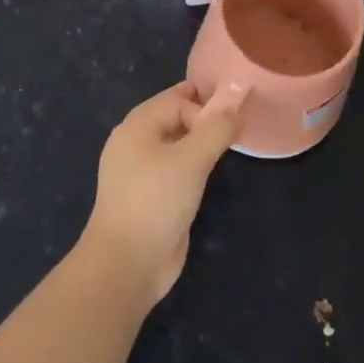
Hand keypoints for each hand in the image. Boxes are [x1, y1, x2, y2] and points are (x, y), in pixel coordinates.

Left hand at [83, 80, 248, 305]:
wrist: (127, 264)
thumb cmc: (156, 201)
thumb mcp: (192, 159)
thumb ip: (216, 128)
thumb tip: (237, 105)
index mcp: (137, 125)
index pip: (178, 98)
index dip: (206, 106)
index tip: (232, 125)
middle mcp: (135, 142)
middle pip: (175, 117)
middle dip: (205, 121)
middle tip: (234, 133)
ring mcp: (140, 171)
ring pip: (176, 144)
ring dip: (200, 144)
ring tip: (225, 152)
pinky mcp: (148, 196)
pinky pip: (174, 168)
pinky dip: (192, 166)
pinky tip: (208, 177)